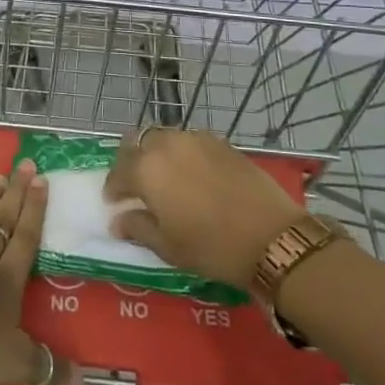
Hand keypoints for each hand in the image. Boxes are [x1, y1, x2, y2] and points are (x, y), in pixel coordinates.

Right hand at [103, 128, 305, 291]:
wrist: (271, 236)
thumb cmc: (212, 247)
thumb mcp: (168, 246)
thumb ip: (137, 228)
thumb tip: (117, 220)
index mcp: (147, 169)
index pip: (118, 172)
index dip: (113, 188)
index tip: (114, 203)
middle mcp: (167, 144)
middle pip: (139, 143)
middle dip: (132, 162)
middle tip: (136, 186)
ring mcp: (196, 139)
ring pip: (165, 138)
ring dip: (157, 154)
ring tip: (165, 178)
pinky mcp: (220, 142)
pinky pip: (190, 141)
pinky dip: (182, 153)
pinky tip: (192, 175)